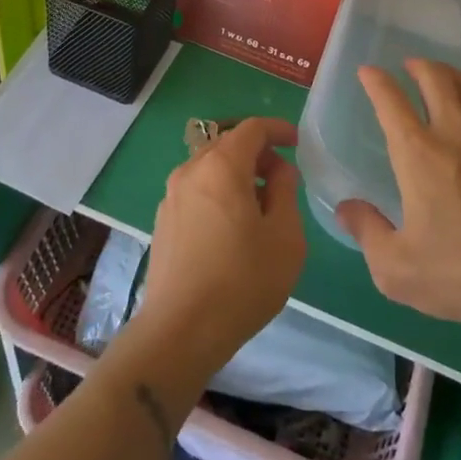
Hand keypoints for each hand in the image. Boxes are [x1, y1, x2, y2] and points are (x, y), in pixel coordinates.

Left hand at [134, 118, 305, 383]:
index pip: (252, 128)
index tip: (297, 143)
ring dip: (237, 174)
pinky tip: (232, 227)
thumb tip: (279, 171)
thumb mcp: (284, 237)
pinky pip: (197, 190)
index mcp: (221, 166)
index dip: (278, 129)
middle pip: (227, 143)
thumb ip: (285, 192)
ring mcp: (172, 195)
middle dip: (258, 152)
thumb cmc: (242, 281)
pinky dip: (218, 192)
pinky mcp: (163, 220)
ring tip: (260, 205)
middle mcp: (191, 170)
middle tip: (282, 178)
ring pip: (210, 167)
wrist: (180, 331)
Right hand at [339, 60, 460, 324]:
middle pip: (436, 80)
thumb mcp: (397, 267)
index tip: (368, 71)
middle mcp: (455, 133)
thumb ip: (367, 233)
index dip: (376, 81)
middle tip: (411, 66)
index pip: (390, 102)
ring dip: (453, 77)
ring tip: (445, 77)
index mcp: (418, 154)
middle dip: (419, 66)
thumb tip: (346, 208)